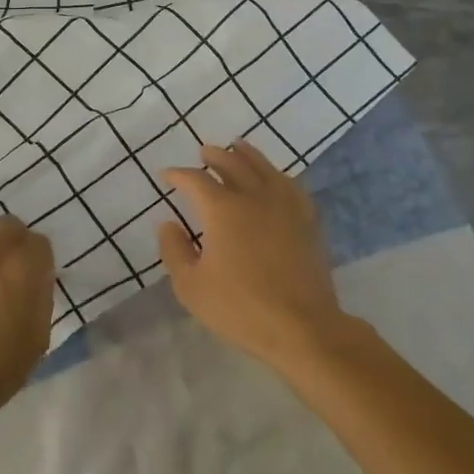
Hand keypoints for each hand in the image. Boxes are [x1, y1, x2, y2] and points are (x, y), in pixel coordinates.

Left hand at [0, 216, 54, 425]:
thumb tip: (33, 280)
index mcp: (26, 267)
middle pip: (9, 225)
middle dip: (15, 240)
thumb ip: (39, 296)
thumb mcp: (40, 333)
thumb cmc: (2, 366)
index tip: (36, 275)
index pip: (39, 241)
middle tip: (13, 264)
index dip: (39, 258)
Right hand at [156, 140, 349, 369]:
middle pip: (232, 163)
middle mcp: (254, 196)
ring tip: (238, 147)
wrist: (302, 326)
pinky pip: (290, 184)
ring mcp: (285, 204)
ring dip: (246, 155)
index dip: (178, 175)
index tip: (167, 176)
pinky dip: (276, 174)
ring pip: (264, 167)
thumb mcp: (191, 286)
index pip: (195, 180)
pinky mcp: (307, 219)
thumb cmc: (240, 308)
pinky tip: (275, 177)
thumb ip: (174, 250)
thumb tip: (167, 224)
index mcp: (222, 209)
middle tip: (203, 152)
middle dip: (214, 156)